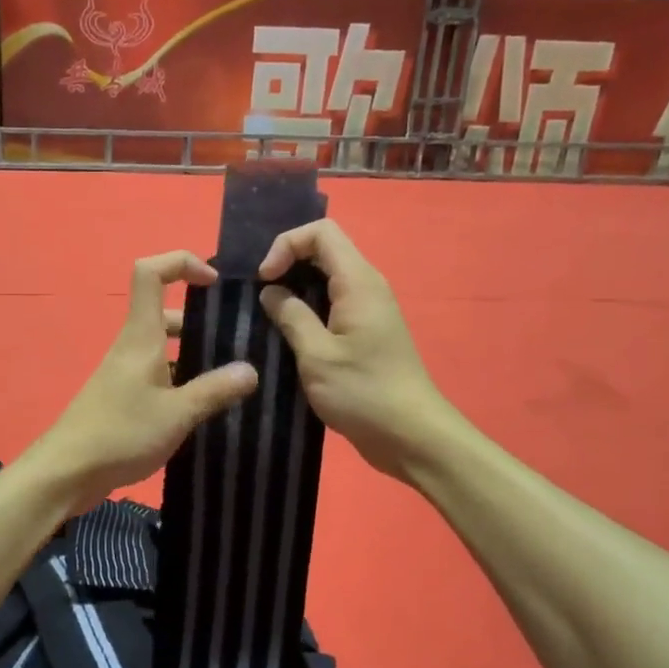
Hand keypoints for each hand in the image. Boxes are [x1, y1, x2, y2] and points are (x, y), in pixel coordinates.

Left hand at [31, 251, 259, 511]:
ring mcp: (126, 374)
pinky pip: (160, 377)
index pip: (150, 273)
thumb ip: (214, 390)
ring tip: (234, 378)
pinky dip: (183, 382)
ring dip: (196, 356)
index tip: (214, 282)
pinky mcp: (124, 399)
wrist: (67, 472)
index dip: (181, 263)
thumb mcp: (177, 414)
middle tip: (240, 342)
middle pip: (166, 313)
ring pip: (165, 349)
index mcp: (141, 337)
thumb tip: (251, 370)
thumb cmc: (120, 434)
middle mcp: (132, 348)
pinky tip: (207, 407)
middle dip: (202, 320)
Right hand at [258, 220, 450, 482]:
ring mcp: (368, 310)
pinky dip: (306, 309)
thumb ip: (291, 316)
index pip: (321, 233)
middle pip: (323, 250)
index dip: (286, 245)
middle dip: (286, 263)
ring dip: (294, 289)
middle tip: (258, 296)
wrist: (410, 435)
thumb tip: (271, 292)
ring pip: (326, 278)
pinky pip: (332, 304)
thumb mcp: (316, 355)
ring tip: (265, 315)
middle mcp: (367, 287)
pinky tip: (287, 335)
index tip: (263, 280)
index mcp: (358, 282)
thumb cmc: (362, 393)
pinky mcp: (365, 332)